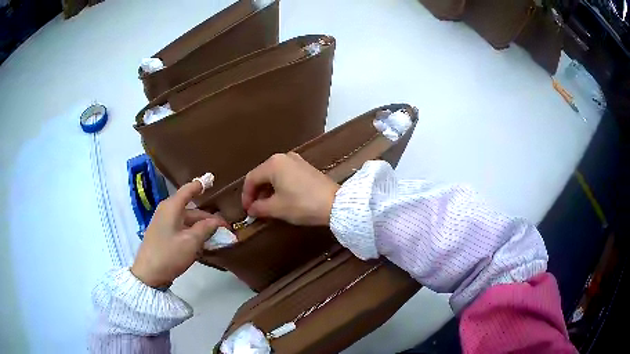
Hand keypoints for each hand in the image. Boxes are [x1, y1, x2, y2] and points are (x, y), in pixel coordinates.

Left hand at [131, 180, 227, 287]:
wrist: (148, 274)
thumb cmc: (169, 254)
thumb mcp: (191, 242)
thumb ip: (205, 228)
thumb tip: (217, 221)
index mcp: (172, 207)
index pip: (188, 190)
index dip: (201, 184)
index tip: (212, 179)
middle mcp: (167, 211)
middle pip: (191, 210)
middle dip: (208, 218)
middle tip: (225, 228)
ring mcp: (164, 224)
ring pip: (187, 221)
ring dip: (202, 228)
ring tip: (218, 238)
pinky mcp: (163, 235)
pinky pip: (182, 230)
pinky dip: (193, 234)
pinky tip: (203, 244)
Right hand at [242, 153, 339, 225]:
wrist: (335, 203)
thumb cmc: (302, 204)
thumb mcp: (277, 208)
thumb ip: (259, 208)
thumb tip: (251, 209)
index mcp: (273, 164)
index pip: (251, 178)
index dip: (246, 195)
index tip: (247, 210)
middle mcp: (283, 157)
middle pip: (262, 174)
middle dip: (256, 192)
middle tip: (255, 209)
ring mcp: (296, 160)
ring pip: (274, 175)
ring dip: (267, 190)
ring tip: (266, 206)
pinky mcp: (306, 167)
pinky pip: (285, 174)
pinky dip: (279, 186)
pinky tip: (280, 198)